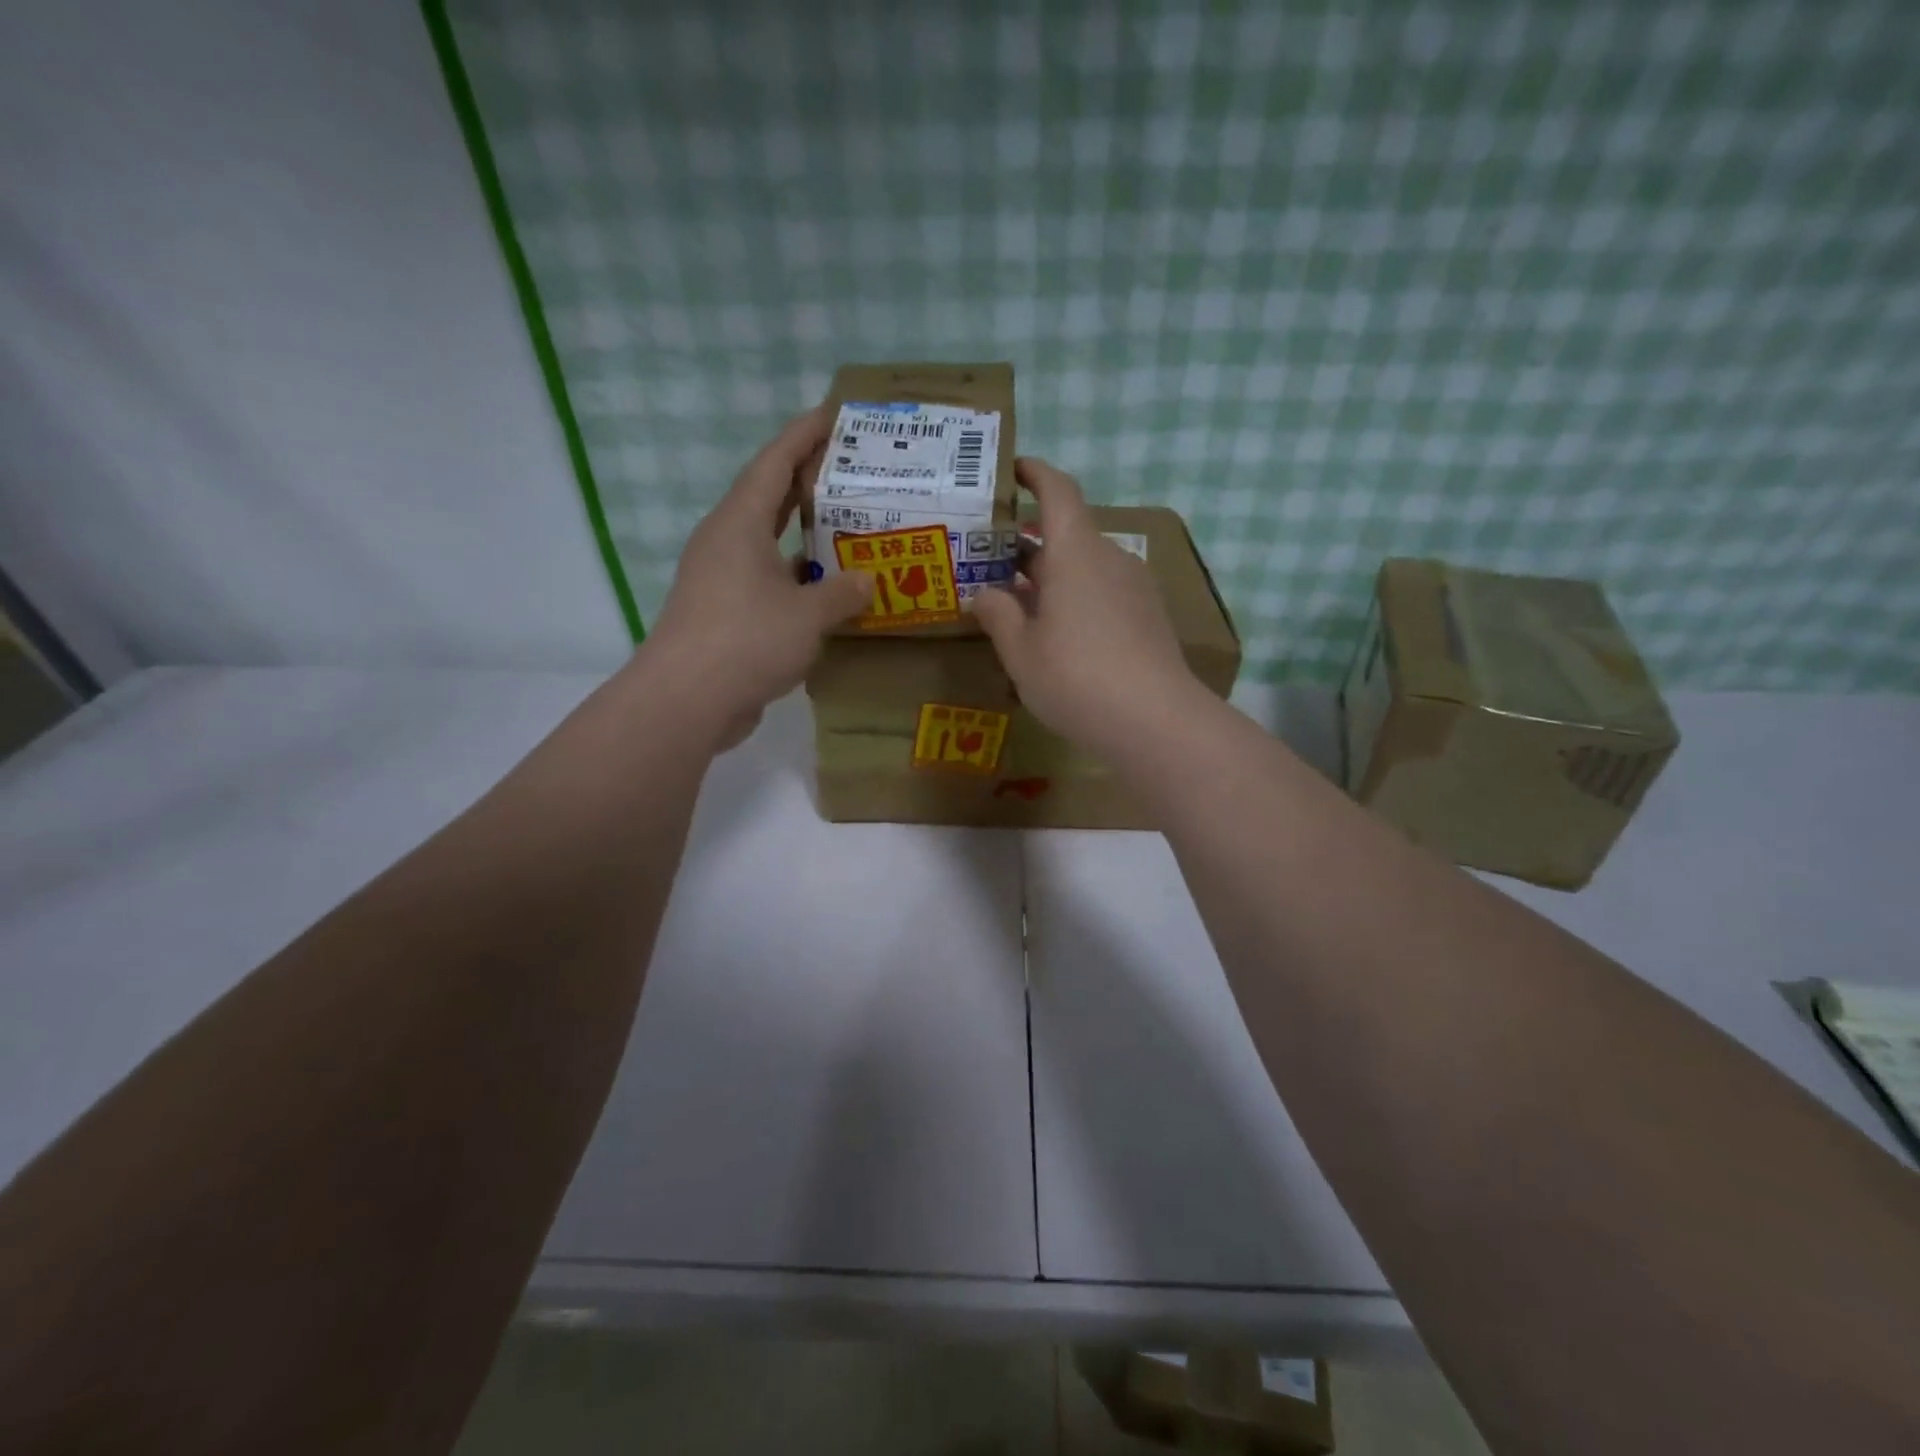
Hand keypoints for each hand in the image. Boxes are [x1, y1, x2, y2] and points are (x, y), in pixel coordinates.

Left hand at [646, 406, 873, 746]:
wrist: (687, 700)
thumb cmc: (747, 640)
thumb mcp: (808, 615)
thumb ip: (842, 593)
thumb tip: (869, 580)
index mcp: (740, 523)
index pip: (774, 462)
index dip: (805, 434)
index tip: (835, 414)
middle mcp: (725, 541)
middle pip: (769, 495)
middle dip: (807, 479)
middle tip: (851, 470)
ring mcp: (719, 577)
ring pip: (767, 541)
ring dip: (803, 533)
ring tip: (847, 527)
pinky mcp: (721, 611)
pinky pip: (765, 578)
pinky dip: (795, 576)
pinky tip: (825, 588)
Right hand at [970, 458, 1201, 757]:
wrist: (1156, 721)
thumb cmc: (1076, 678)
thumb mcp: (1021, 652)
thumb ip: (998, 615)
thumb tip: (983, 595)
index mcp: (1076, 553)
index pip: (1058, 491)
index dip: (1036, 474)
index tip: (1014, 469)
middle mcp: (1110, 559)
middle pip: (1068, 534)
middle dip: (1030, 543)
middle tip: (992, 561)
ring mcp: (1135, 588)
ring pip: (1085, 567)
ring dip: (1052, 576)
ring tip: (1019, 604)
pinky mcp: (1149, 617)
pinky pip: (1104, 592)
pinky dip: (1076, 597)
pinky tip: (1058, 633)